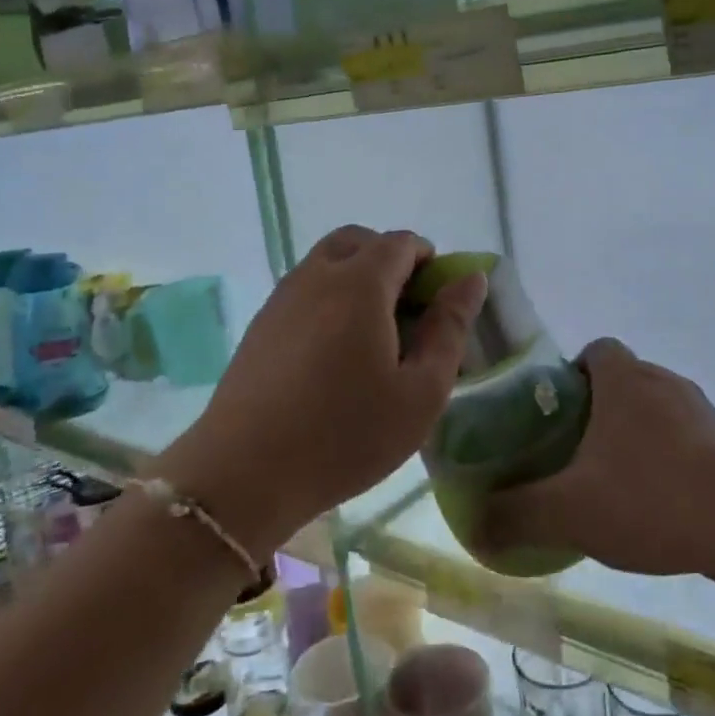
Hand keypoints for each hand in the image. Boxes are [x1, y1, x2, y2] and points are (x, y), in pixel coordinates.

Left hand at [175, 226, 485, 548]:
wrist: (243, 475)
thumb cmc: (346, 435)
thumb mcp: (421, 392)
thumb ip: (450, 328)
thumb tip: (471, 279)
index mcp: (359, 284)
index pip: (401, 243)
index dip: (430, 261)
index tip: (439, 304)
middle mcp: (316, 276)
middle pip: (358, 241)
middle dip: (390, 260)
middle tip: (407, 313)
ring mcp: (281, 298)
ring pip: (326, 262)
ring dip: (357, 278)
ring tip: (372, 337)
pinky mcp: (260, 325)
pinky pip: (303, 290)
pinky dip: (329, 298)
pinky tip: (333, 355)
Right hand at [479, 338, 714, 576]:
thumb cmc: (653, 496)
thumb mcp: (568, 510)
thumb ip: (514, 515)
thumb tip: (472, 525)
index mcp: (624, 379)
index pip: (593, 350)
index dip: (568, 375)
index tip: (552, 415)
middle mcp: (663, 382)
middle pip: (620, 383)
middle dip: (594, 414)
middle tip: (569, 457)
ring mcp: (701, 413)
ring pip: (652, 415)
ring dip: (630, 442)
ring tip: (608, 488)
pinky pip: (683, 444)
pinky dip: (663, 465)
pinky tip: (653, 509)